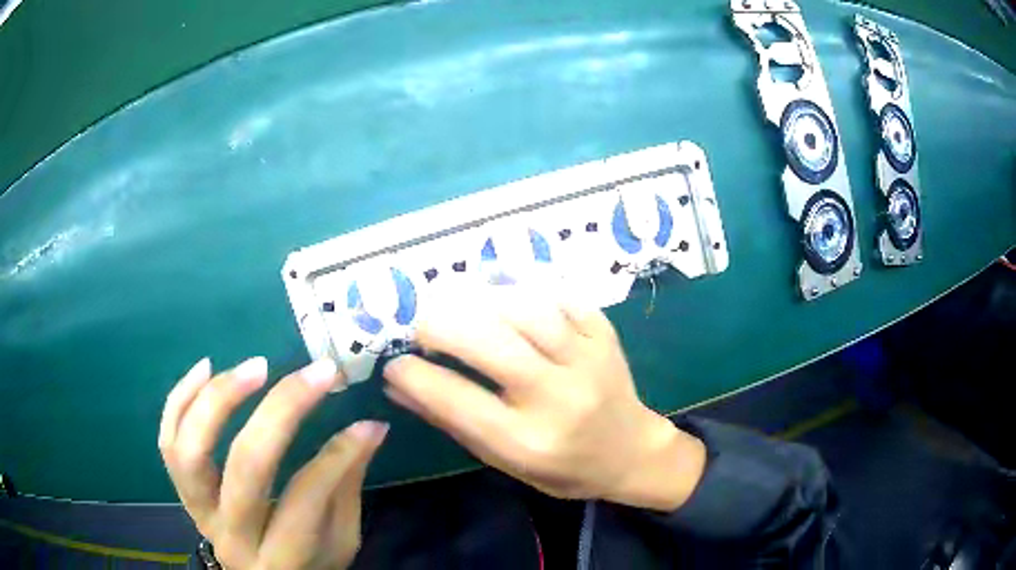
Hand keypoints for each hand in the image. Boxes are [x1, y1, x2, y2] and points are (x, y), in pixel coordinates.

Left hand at [159, 357, 387, 568]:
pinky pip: (167, 442)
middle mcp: (233, 536)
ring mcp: (199, 512)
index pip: (306, 499)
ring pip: (191, 451)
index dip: (337, 456)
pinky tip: (205, 367)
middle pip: (246, 466)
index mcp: (283, 559)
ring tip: (256, 366)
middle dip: (283, 410)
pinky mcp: (182, 492)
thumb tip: (369, 427)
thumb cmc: (308, 564)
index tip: (367, 423)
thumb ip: (345, 486)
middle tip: (317, 373)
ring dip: (221, 398)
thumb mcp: (340, 541)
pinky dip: (181, 399)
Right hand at [383, 289, 705, 511]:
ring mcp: (588, 361)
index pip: (457, 400)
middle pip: (489, 343)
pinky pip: (560, 298)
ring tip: (458, 308)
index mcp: (528, 441)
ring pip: (524, 310)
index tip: (394, 363)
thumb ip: (452, 421)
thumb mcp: (503, 460)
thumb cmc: (562, 467)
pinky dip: (525, 291)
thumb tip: (398, 387)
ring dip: (480, 302)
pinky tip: (505, 298)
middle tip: (421, 327)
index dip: (415, 375)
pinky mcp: (605, 336)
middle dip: (440, 326)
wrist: (630, 451)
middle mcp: (558, 397)